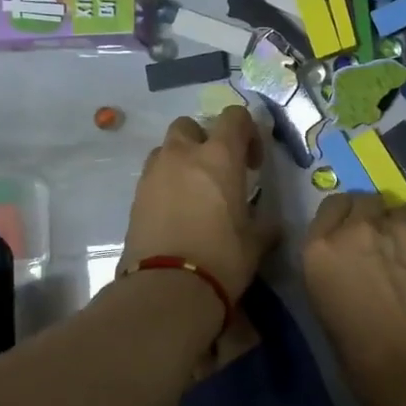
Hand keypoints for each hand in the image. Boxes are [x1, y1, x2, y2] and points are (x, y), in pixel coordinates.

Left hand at [121, 107, 277, 300]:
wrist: (167, 288)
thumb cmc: (221, 258)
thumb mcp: (255, 243)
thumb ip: (264, 225)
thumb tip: (270, 223)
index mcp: (219, 157)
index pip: (234, 117)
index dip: (247, 132)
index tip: (252, 163)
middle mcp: (182, 155)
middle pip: (190, 126)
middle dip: (204, 140)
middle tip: (217, 171)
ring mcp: (154, 174)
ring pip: (166, 149)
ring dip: (181, 160)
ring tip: (193, 192)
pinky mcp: (135, 197)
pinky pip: (153, 176)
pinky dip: (165, 184)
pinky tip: (176, 212)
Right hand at [302, 195, 405, 405]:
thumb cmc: (365, 362)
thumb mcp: (328, 312)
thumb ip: (335, 273)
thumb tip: (350, 267)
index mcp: (322, 249)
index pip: (330, 207)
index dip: (341, 220)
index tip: (348, 238)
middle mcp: (360, 229)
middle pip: (365, 201)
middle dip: (371, 217)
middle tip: (380, 247)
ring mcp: (405, 229)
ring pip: (401, 213)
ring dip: (401, 230)